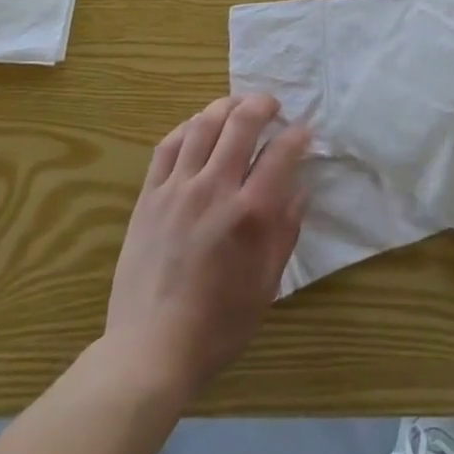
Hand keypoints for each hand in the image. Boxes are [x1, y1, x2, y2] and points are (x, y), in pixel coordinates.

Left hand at [105, 95, 309, 400]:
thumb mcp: (267, 284)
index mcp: (250, 214)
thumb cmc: (219, 325)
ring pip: (204, 123)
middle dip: (263, 104)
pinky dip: (188, 126)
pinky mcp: (150, 195)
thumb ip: (286, 231)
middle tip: (272, 106)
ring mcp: (178, 188)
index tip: (304, 131)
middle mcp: (215, 189)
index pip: (281, 153)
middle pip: (241, 122)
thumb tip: (300, 189)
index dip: (297, 135)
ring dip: (226, 106)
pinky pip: (169, 144)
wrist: (151, 349)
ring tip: (238, 107)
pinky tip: (199, 127)